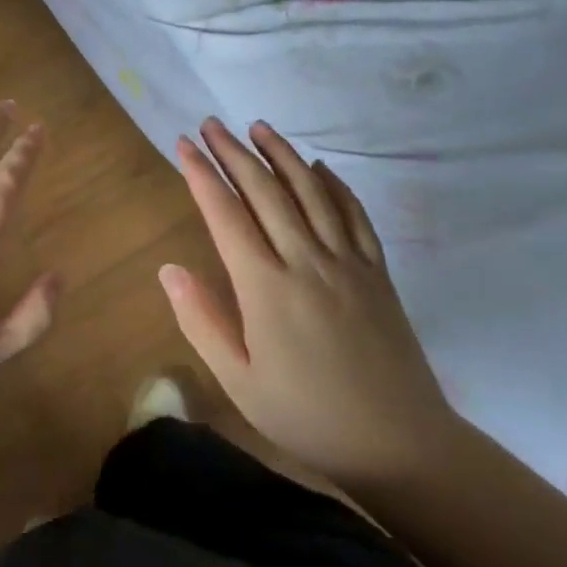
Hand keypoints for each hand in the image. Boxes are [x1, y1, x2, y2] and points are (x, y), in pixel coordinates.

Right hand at [158, 118, 463, 488]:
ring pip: (311, 192)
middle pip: (266, 192)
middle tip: (212, 124)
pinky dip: (335, 184)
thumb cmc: (305, 417)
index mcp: (266, 288)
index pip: (226, 215)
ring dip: (282, 155)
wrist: (397, 443)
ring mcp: (347, 262)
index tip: (184, 145)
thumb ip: (201, 321)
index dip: (202, 176)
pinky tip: (319, 167)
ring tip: (259, 127)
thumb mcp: (238, 381)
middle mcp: (306, 261)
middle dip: (234, 153)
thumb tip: (169, 270)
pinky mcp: (377, 272)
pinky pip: (354, 215)